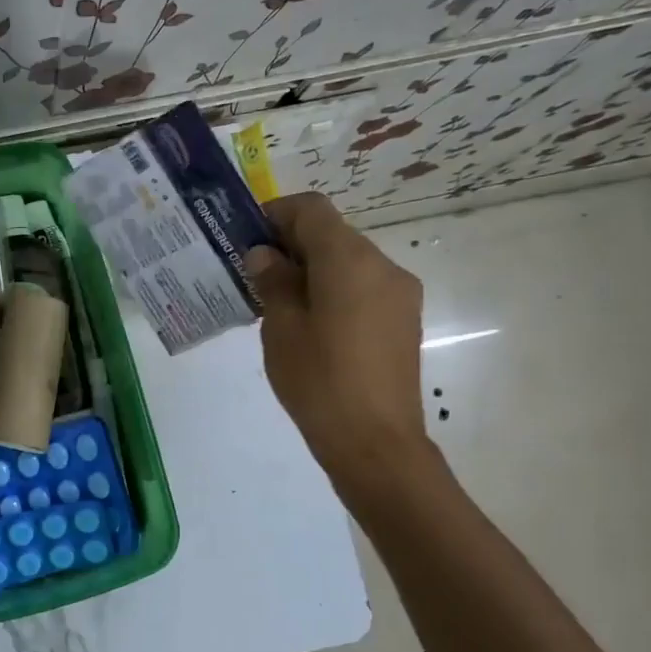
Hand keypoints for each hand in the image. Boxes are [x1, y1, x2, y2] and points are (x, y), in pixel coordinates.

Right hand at [244, 194, 431, 496]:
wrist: (375, 442)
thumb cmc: (319, 380)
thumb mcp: (282, 328)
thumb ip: (274, 281)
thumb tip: (266, 255)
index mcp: (349, 260)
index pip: (311, 209)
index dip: (276, 214)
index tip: (247, 238)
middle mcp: (382, 265)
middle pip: (332, 233)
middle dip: (291, 244)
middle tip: (254, 274)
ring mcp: (399, 293)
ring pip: (347, 261)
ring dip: (311, 268)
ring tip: (277, 303)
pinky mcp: (403, 319)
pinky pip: (362, 286)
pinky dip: (332, 288)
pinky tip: (309, 323)